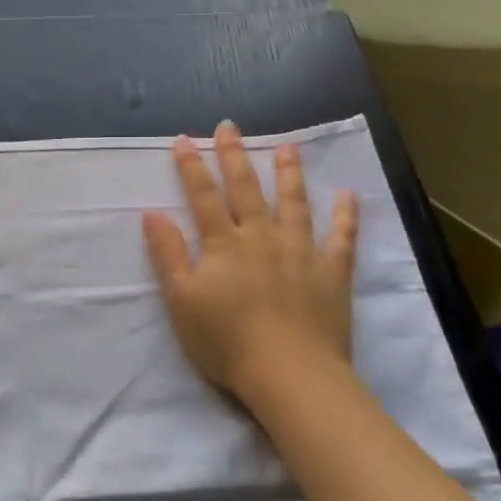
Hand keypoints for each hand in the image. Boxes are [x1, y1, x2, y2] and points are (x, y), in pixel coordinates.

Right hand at [142, 121, 359, 406]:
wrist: (289, 374)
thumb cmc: (226, 342)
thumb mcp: (181, 301)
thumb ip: (167, 255)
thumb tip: (152, 213)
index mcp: (224, 244)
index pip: (203, 197)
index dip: (191, 167)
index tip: (184, 139)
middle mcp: (262, 237)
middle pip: (246, 189)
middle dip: (234, 156)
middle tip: (229, 126)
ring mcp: (300, 252)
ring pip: (293, 203)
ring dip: (288, 173)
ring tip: (288, 146)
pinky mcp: (332, 272)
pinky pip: (341, 238)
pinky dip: (345, 216)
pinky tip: (348, 195)